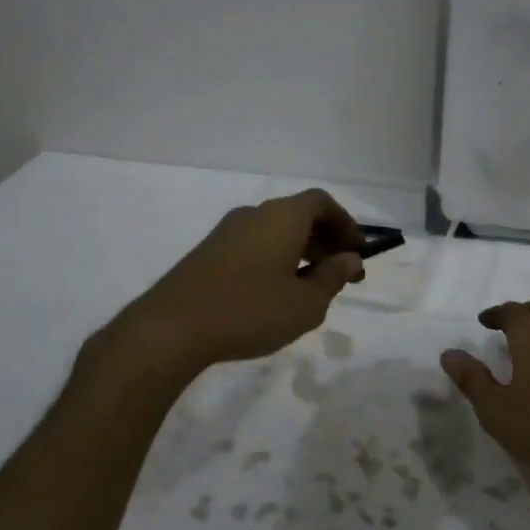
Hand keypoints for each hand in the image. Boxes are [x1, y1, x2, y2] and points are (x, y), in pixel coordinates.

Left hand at [123, 189, 365, 372]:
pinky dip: (276, 258)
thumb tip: (350, 259)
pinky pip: (254, 244)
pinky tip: (277, 293)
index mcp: (282, 217)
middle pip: (299, 215)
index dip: (345, 224)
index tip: (357, 252)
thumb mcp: (305, 303)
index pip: (322, 202)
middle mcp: (255, 214)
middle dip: (326, 241)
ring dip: (301, 251)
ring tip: (313, 288)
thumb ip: (332, 278)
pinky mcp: (209, 252)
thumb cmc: (250, 311)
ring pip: (275, 231)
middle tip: (343, 274)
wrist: (172, 327)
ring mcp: (227, 232)